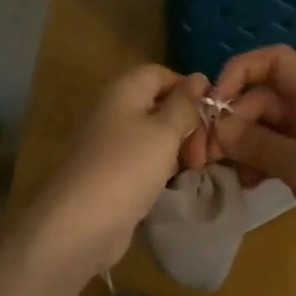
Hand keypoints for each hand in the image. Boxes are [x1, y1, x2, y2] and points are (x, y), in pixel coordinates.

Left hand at [23, 64, 208, 277]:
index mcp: (123, 91)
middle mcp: (114, 112)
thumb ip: (184, 104)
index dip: (188, 88)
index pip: (160, 74)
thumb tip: (199, 77)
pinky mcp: (112, 173)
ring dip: (178, 148)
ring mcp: (111, 144)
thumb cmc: (128, 167)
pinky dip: (162, 167)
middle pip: (158, 105)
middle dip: (187, 123)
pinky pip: (143, 160)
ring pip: (153, 135)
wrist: (83, 222)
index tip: (212, 113)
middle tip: (205, 152)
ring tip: (197, 168)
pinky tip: (176, 182)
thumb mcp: (164, 131)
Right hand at [207, 45, 295, 295]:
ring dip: (234, 145)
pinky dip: (249, 166)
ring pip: (259, 131)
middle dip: (228, 120)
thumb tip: (217, 127)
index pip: (275, 62)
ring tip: (215, 170)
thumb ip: (260, 143)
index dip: (241, 71)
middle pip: (258, 100)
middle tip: (202, 153)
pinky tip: (241, 185)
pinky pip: (267, 159)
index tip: (214, 103)